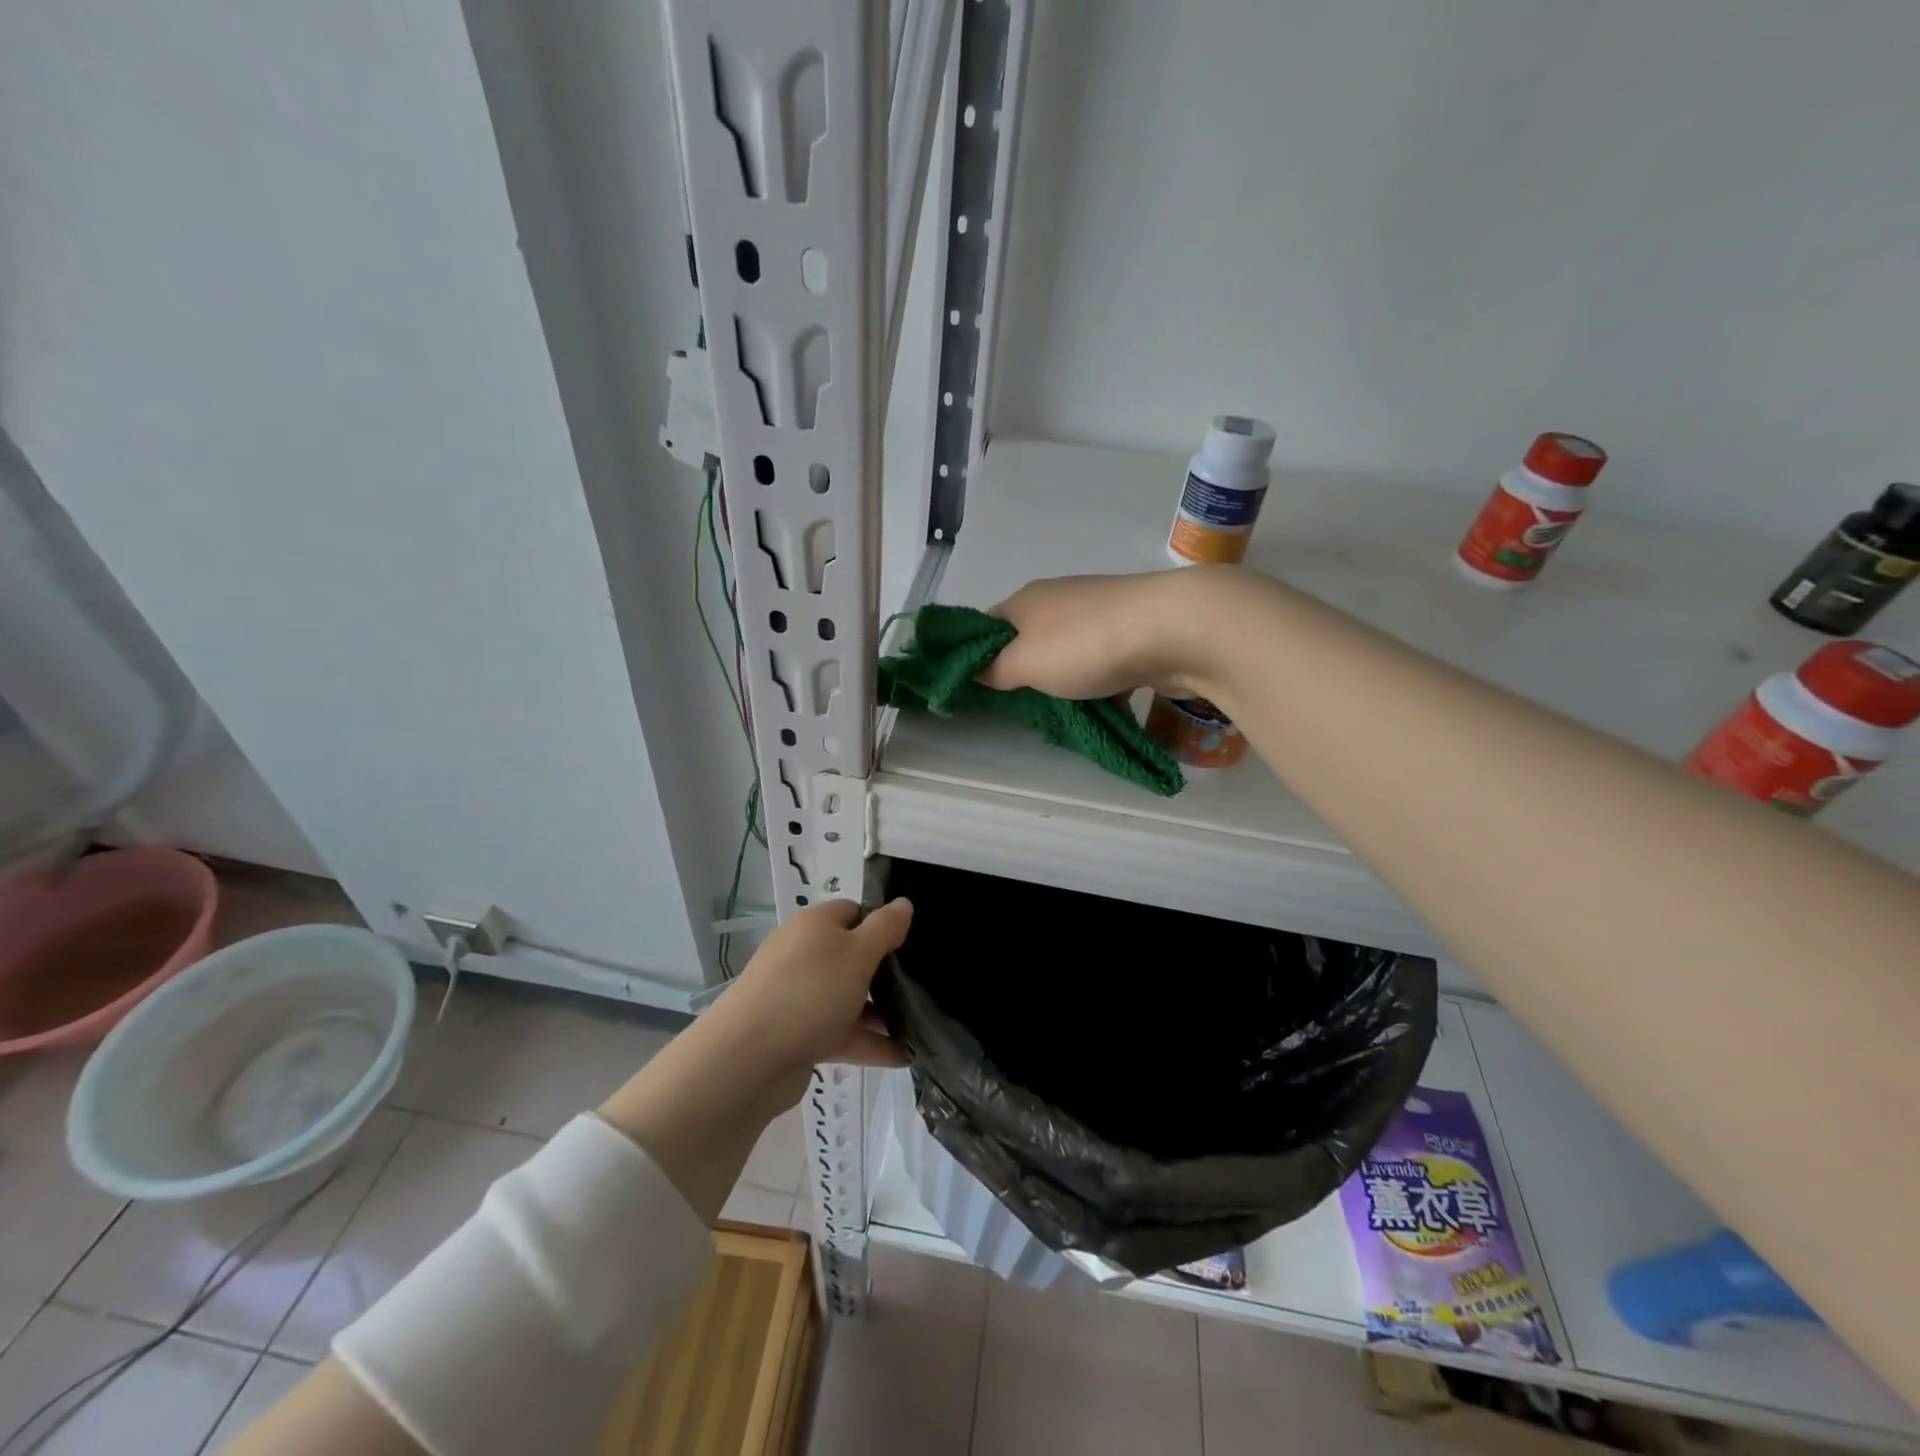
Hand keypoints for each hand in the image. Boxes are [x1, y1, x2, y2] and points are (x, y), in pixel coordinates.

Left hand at [711, 897, 913, 1112]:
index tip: (910, 944)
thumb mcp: (858, 952)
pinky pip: (839, 1032)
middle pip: (851, 956)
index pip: (854, 912)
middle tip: (920, 986)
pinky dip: (867, 1042)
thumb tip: (903, 903)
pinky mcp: (796, 1035)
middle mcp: (803, 955)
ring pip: (847, 997)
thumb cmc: (811, 991)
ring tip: (919, 1027)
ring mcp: (797, 996)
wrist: (748, 1059)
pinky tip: (901, 1057)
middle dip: (884, 973)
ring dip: (880, 1012)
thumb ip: (885, 928)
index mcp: (815, 925)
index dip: (882, 923)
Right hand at [976, 568, 1235, 700]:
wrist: (1174, 629)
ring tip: (1064, 714)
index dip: (976, 655)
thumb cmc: (1085, 645)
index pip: (986, 626)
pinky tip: (1105, 708)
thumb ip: (993, 670)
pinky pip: (1105, 663)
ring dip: (1065, 682)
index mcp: (1026, 600)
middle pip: (1029, 640)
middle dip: (1025, 674)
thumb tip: (975, 670)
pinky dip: (1101, 685)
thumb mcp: (1023, 663)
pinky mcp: (1134, 631)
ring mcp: (1100, 613)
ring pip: (1069, 654)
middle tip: (1021, 709)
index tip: (977, 689)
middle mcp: (1060, 600)